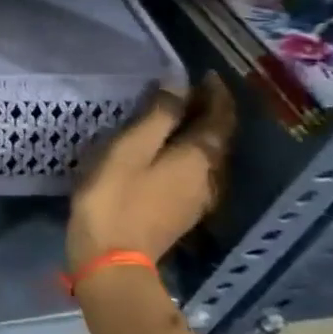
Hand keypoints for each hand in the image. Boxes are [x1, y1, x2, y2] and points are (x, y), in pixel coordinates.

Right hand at [67, 73, 235, 272]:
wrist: (112, 258)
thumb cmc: (116, 196)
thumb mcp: (130, 149)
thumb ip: (157, 116)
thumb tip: (178, 87)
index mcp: (200, 157)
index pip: (221, 118)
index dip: (217, 94)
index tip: (207, 75)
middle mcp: (209, 176)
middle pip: (218, 138)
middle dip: (209, 112)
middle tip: (189, 91)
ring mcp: (198, 198)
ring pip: (207, 157)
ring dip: (198, 133)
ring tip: (176, 117)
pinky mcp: (182, 212)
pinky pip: (194, 172)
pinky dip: (187, 153)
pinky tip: (166, 153)